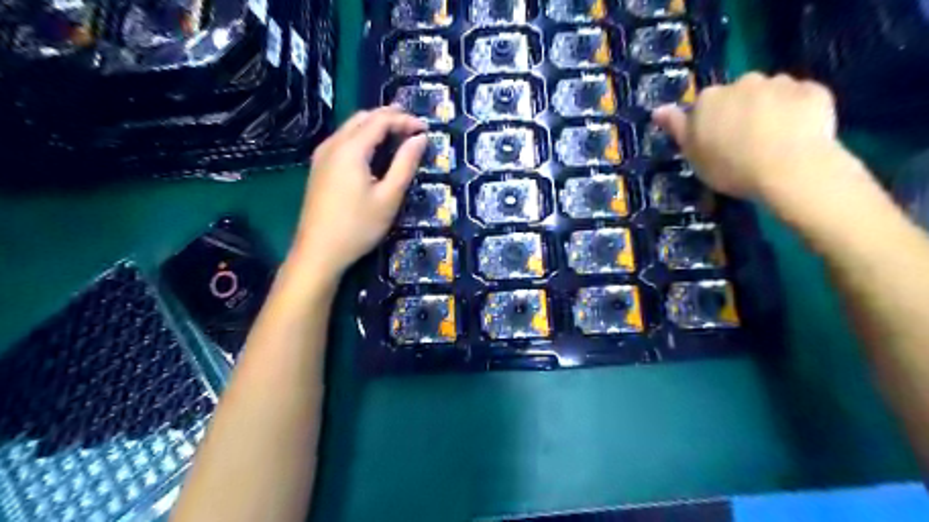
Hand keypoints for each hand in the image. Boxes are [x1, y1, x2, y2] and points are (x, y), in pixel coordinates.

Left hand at [289, 106, 427, 281]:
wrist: (318, 252)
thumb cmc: (358, 227)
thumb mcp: (389, 197)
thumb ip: (405, 164)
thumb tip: (420, 139)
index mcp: (351, 149)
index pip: (380, 120)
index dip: (405, 120)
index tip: (426, 129)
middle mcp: (333, 144)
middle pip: (363, 117)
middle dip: (390, 117)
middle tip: (414, 129)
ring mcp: (322, 155)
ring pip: (351, 127)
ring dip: (375, 126)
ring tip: (399, 137)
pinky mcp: (318, 167)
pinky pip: (343, 140)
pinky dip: (363, 137)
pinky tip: (374, 152)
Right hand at [651, 74, 842, 200]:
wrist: (789, 168)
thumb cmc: (730, 166)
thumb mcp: (693, 153)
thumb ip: (677, 128)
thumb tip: (658, 109)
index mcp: (709, 98)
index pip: (704, 105)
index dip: (711, 124)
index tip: (716, 144)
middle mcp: (742, 82)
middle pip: (738, 95)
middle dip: (741, 111)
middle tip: (745, 143)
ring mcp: (780, 83)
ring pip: (770, 94)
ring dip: (769, 109)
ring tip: (774, 140)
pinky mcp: (814, 90)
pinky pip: (800, 99)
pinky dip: (798, 111)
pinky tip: (798, 134)